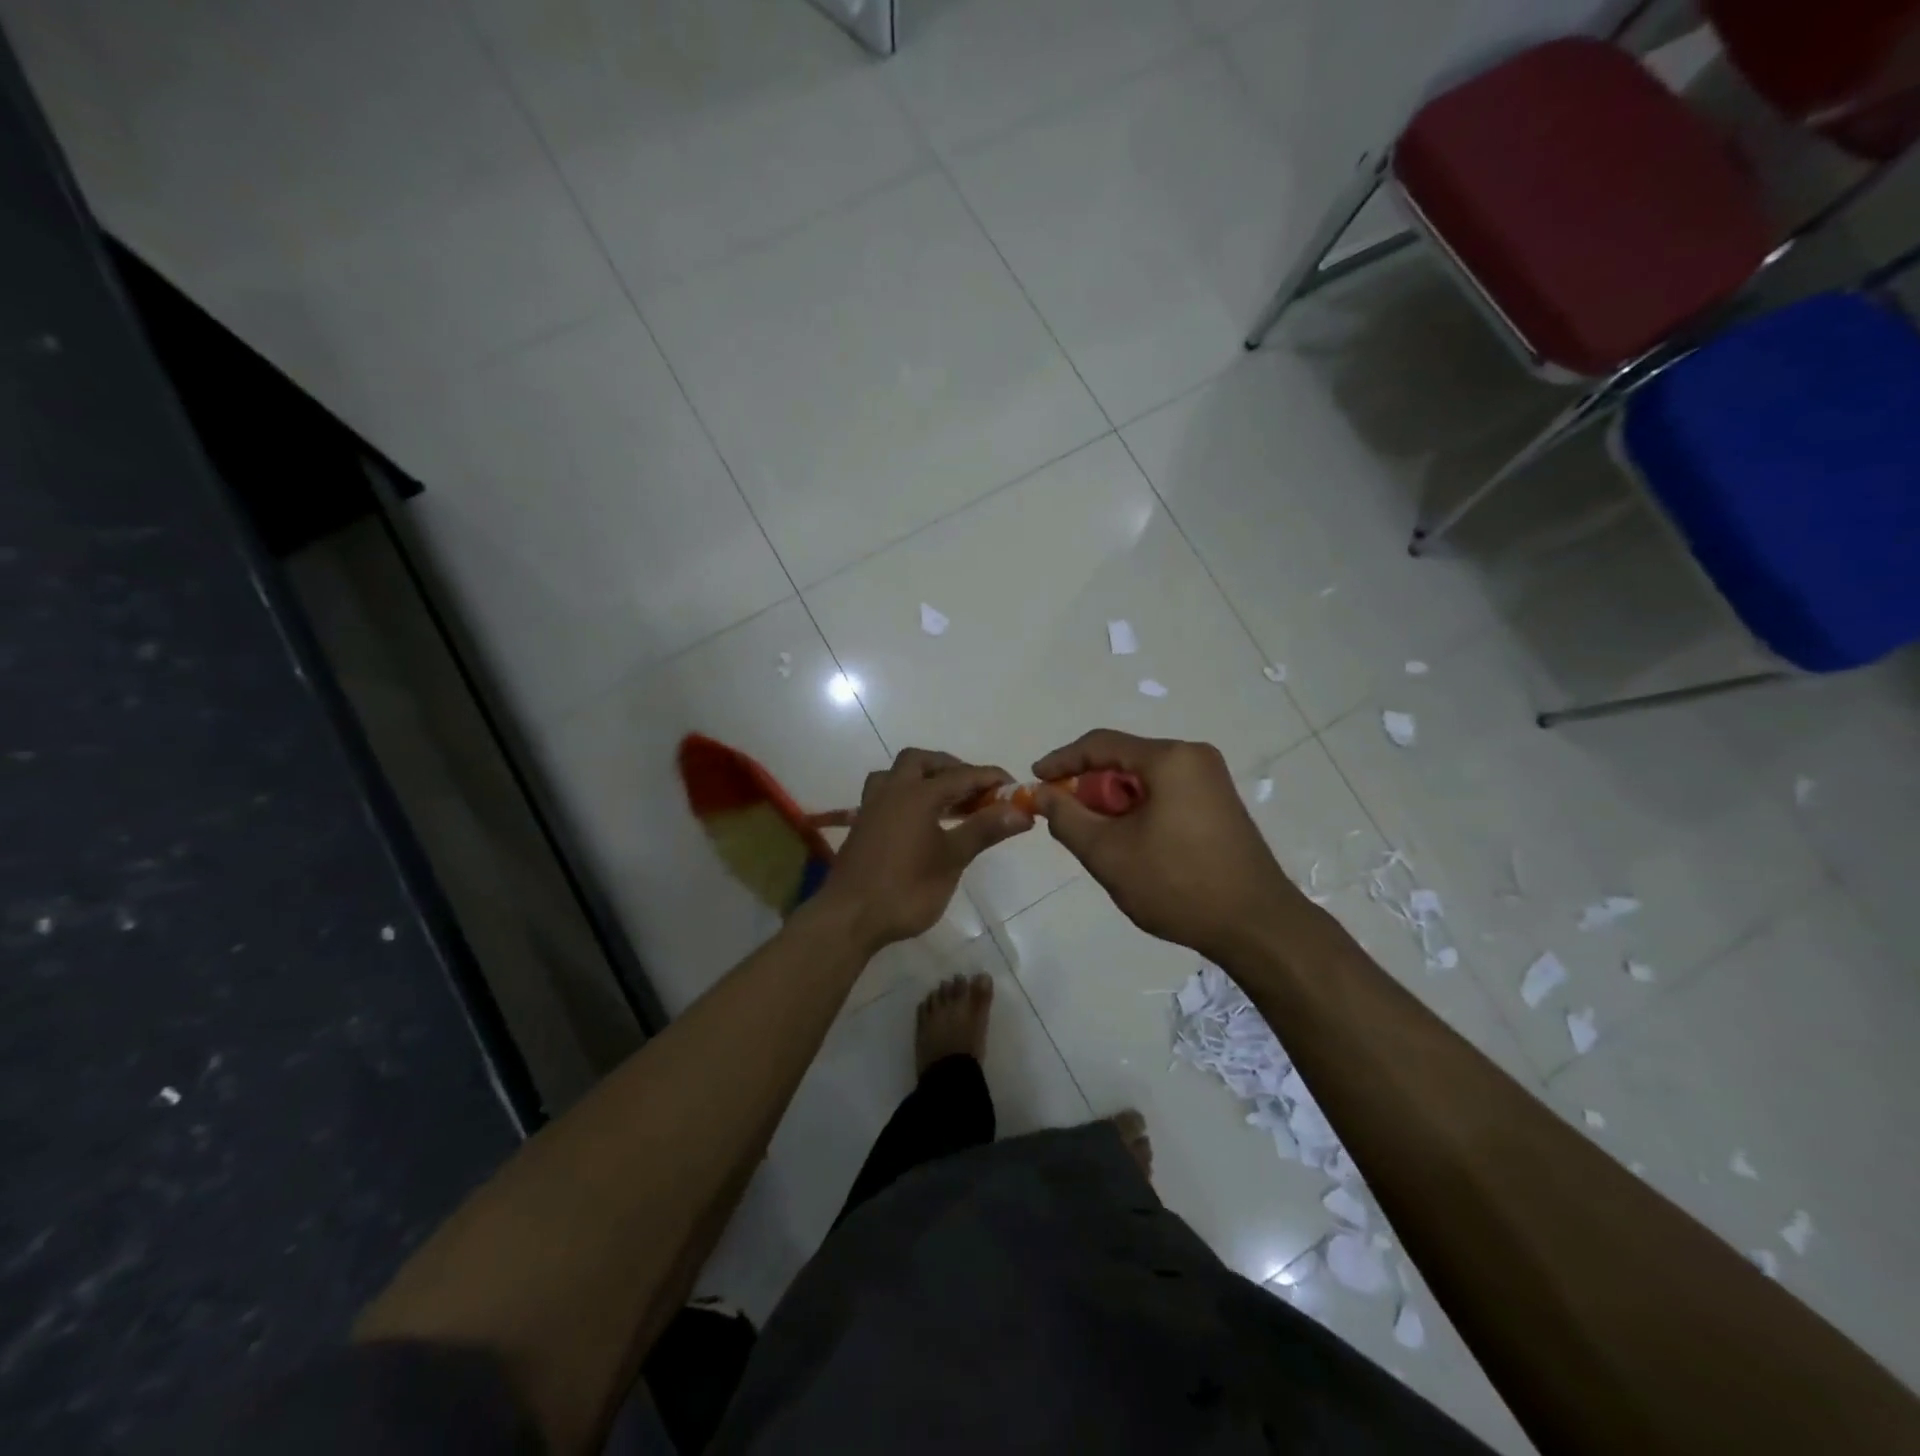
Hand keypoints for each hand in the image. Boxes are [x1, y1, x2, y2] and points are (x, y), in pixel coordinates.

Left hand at [817, 749, 1032, 952]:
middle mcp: (892, 790)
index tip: (1014, 787)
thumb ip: (984, 830)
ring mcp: (872, 806)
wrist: (849, 918)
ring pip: (898, 774)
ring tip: (947, 800)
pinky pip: (886, 793)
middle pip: (922, 762)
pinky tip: (921, 820)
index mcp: (917, 794)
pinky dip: (907, 794)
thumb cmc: (906, 889)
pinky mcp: (862, 824)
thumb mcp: (952, 860)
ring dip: (924, 777)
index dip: (990, 778)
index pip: (962, 775)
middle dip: (951, 768)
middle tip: (974, 790)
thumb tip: (1021, 811)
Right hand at [1033, 730, 1302, 962]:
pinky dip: (1139, 812)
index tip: (1034, 781)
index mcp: (1170, 758)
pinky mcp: (1219, 805)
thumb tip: (1041, 793)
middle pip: (1124, 761)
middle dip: (1089, 789)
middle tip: (1067, 821)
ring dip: (1114, 804)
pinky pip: (1165, 795)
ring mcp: (1212, 781)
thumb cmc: (1178, 884)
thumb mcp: (1108, 853)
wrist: (1258, 927)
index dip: (1061, 761)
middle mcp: (1194, 758)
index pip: (1100, 744)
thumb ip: (1066, 818)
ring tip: (1099, 841)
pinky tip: (1132, 846)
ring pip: (1144, 781)